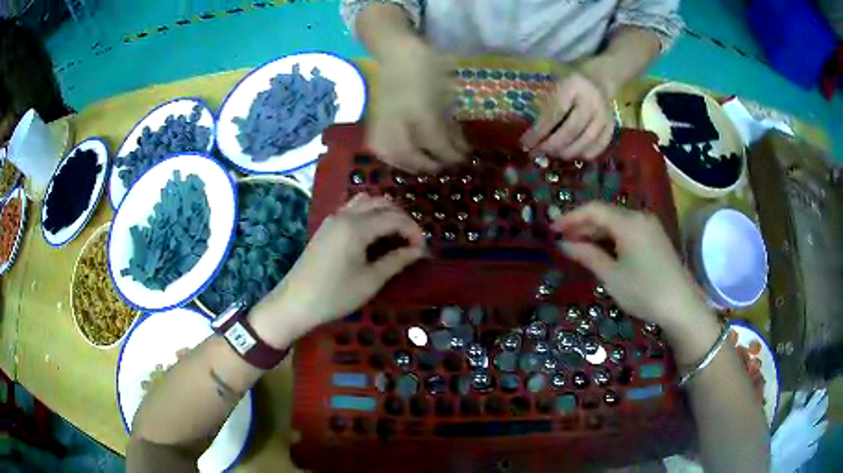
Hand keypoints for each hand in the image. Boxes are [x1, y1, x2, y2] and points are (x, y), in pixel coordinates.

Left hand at [250, 194, 425, 346]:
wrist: (295, 302)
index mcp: (357, 227)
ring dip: (385, 212)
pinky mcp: (327, 226)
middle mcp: (346, 214)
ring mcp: (334, 218)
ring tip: (394, 236)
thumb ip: (396, 261)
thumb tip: (418, 251)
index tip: (422, 250)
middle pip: (382, 203)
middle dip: (402, 219)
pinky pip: (353, 208)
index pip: (395, 217)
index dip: (413, 231)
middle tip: (410, 243)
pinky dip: (369, 213)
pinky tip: (373, 234)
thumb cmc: (335, 295)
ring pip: (367, 201)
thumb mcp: (370, 281)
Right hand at [369, 39, 467, 172]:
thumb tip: (459, 147)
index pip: (436, 142)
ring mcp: (383, 121)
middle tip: (443, 166)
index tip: (464, 158)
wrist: (396, 53)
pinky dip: (393, 157)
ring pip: (390, 154)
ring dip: (408, 165)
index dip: (451, 155)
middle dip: (428, 165)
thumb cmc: (428, 67)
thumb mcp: (446, 94)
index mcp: (420, 109)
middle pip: (409, 155)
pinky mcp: (375, 121)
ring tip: (423, 166)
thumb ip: (450, 123)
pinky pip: (380, 147)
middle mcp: (398, 119)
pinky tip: (405, 158)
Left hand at [521, 71, 613, 159]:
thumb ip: (545, 107)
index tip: (525, 143)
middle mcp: (592, 101)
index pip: (555, 113)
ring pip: (586, 141)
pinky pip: (598, 147)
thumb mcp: (554, 87)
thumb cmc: (568, 86)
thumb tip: (530, 139)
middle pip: (571, 130)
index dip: (539, 131)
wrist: (597, 81)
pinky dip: (583, 155)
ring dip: (566, 152)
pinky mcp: (611, 127)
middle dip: (551, 145)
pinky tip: (570, 155)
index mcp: (574, 86)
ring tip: (551, 155)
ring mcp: (605, 115)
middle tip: (536, 153)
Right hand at [551, 202, 708, 332]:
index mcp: (628, 222)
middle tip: (563, 240)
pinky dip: (611, 237)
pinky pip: (627, 230)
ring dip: (597, 232)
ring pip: (616, 222)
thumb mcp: (611, 276)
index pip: (594, 209)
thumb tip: (564, 243)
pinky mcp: (655, 237)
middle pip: (605, 213)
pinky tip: (602, 250)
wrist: (681, 305)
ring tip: (578, 247)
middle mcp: (639, 216)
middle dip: (583, 225)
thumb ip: (587, 255)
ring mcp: (649, 226)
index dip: (571, 217)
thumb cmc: (643, 291)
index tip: (552, 229)